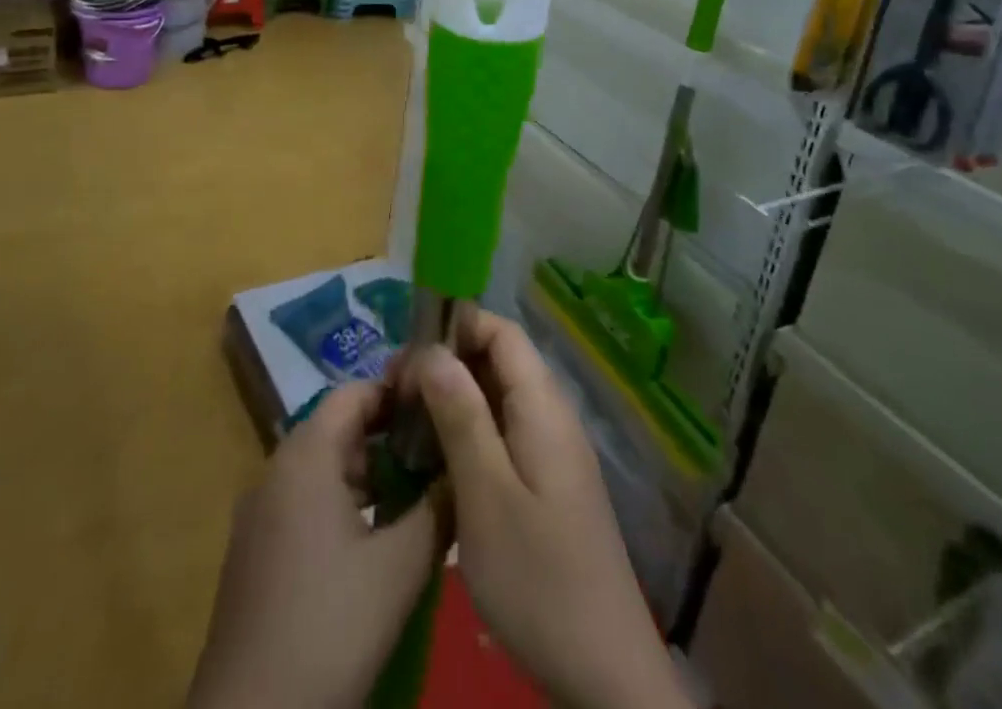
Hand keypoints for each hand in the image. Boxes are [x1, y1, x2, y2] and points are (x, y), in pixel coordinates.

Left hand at [187, 381, 443, 708]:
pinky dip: (343, 500)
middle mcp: (277, 467)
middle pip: (339, 426)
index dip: (398, 392)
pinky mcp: (254, 548)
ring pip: (323, 465)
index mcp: (306, 454)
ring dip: (369, 472)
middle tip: (437, 452)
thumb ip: (436, 508)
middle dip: (389, 435)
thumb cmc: (330, 625)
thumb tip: (462, 468)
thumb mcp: (399, 566)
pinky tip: (375, 536)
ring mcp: (260, 509)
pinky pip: (305, 498)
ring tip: (417, 492)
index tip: (439, 406)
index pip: (355, 392)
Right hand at [409, 310, 688, 708]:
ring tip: (407, 423)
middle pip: (498, 361)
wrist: (605, 675)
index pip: (501, 331)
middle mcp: (552, 417)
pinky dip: (468, 432)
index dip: (455, 327)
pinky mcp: (548, 485)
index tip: (407, 354)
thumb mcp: (487, 494)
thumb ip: (460, 415)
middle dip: (447, 364)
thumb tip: (432, 351)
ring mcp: (552, 453)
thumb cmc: (539, 578)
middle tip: (396, 394)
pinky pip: (504, 434)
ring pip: (498, 399)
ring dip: (453, 399)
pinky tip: (437, 460)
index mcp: (543, 407)